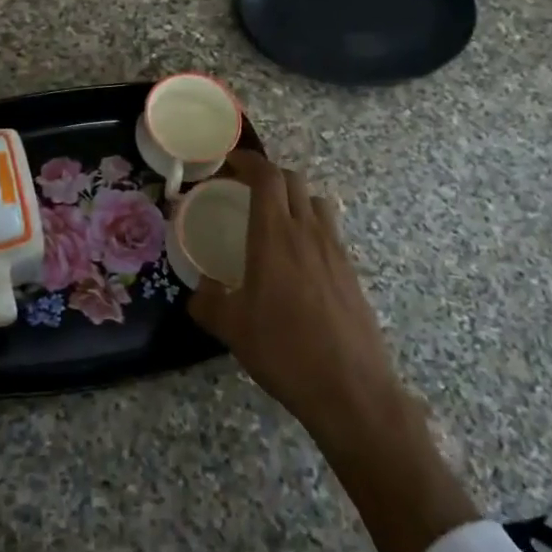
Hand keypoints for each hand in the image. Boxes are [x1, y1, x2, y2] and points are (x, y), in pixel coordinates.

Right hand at [189, 149, 404, 445]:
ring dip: (294, 197)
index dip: (248, 160)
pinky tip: (298, 259)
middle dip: (268, 175)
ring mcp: (335, 250)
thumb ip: (207, 301)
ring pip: (316, 201)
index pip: (266, 176)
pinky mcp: (352, 272)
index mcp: (274, 236)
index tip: (229, 162)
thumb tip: (200, 290)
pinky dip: (311, 226)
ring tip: (275, 219)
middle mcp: (307, 233)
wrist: (351, 390)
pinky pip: (330, 231)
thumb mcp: (231, 328)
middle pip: (293, 180)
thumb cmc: (284, 351)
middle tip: (245, 190)